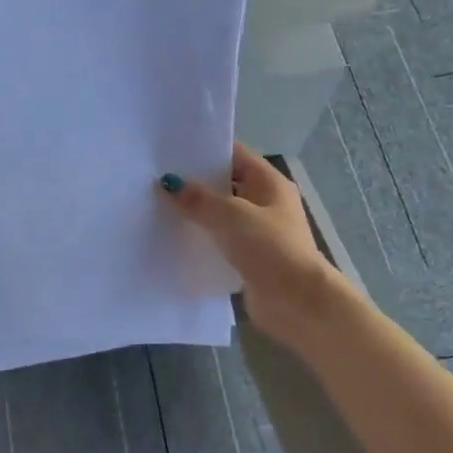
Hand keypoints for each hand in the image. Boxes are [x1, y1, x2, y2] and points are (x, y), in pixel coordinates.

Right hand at [162, 144, 334, 347]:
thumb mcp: (230, 215)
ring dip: (195, 213)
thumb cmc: (269, 248)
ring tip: (157, 206)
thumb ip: (197, 199)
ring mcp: (258, 232)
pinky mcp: (248, 258)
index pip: (234, 154)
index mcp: (269, 183)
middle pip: (225, 184)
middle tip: (155, 178)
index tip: (171, 150)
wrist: (297, 303)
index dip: (205, 150)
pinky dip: (201, 238)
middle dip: (194, 182)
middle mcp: (265, 203)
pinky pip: (219, 241)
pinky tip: (173, 238)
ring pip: (220, 214)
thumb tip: (167, 183)